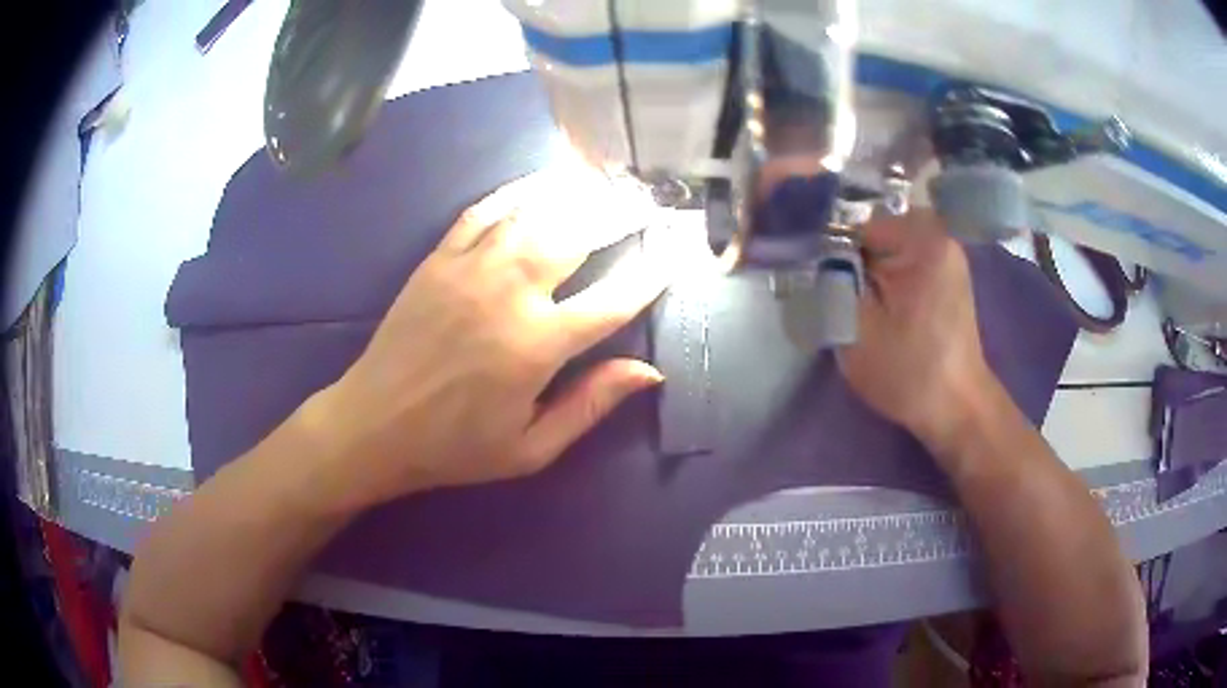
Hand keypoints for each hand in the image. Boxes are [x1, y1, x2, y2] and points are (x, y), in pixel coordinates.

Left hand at [298, 171, 670, 509]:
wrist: (375, 425)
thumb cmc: (455, 446)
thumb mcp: (530, 449)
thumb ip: (591, 406)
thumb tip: (650, 373)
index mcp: (537, 346)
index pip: (612, 300)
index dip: (650, 275)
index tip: (674, 253)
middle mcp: (509, 294)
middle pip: (577, 236)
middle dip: (620, 214)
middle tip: (645, 201)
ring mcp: (470, 268)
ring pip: (533, 213)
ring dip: (574, 192)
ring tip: (605, 181)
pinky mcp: (438, 259)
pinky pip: (483, 211)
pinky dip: (516, 191)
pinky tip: (540, 183)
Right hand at [837, 210, 997, 452]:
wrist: (957, 410)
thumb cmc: (910, 371)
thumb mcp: (856, 328)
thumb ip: (828, 283)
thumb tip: (807, 257)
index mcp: (923, 238)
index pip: (856, 227)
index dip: (831, 254)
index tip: (821, 286)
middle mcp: (939, 236)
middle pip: (873, 236)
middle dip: (851, 264)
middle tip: (842, 302)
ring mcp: (946, 256)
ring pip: (886, 252)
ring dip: (867, 276)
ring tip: (861, 311)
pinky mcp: (946, 277)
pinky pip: (903, 265)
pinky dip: (886, 284)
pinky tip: (882, 313)